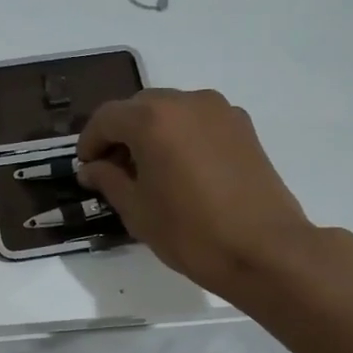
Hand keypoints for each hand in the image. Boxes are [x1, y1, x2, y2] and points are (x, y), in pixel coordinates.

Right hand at [76, 88, 326, 299]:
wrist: (266, 250)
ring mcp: (220, 111)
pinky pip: (199, 122)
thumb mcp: (137, 211)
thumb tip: (92, 168)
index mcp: (153, 119)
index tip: (85, 168)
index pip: (107, 118)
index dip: (90, 142)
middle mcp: (186, 102)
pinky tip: (182, 170)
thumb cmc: (191, 233)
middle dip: (121, 134)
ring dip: (152, 133)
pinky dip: (182, 136)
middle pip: (139, 108)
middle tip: (114, 170)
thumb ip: (109, 180)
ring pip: (171, 111)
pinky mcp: (243, 127)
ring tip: (150, 171)